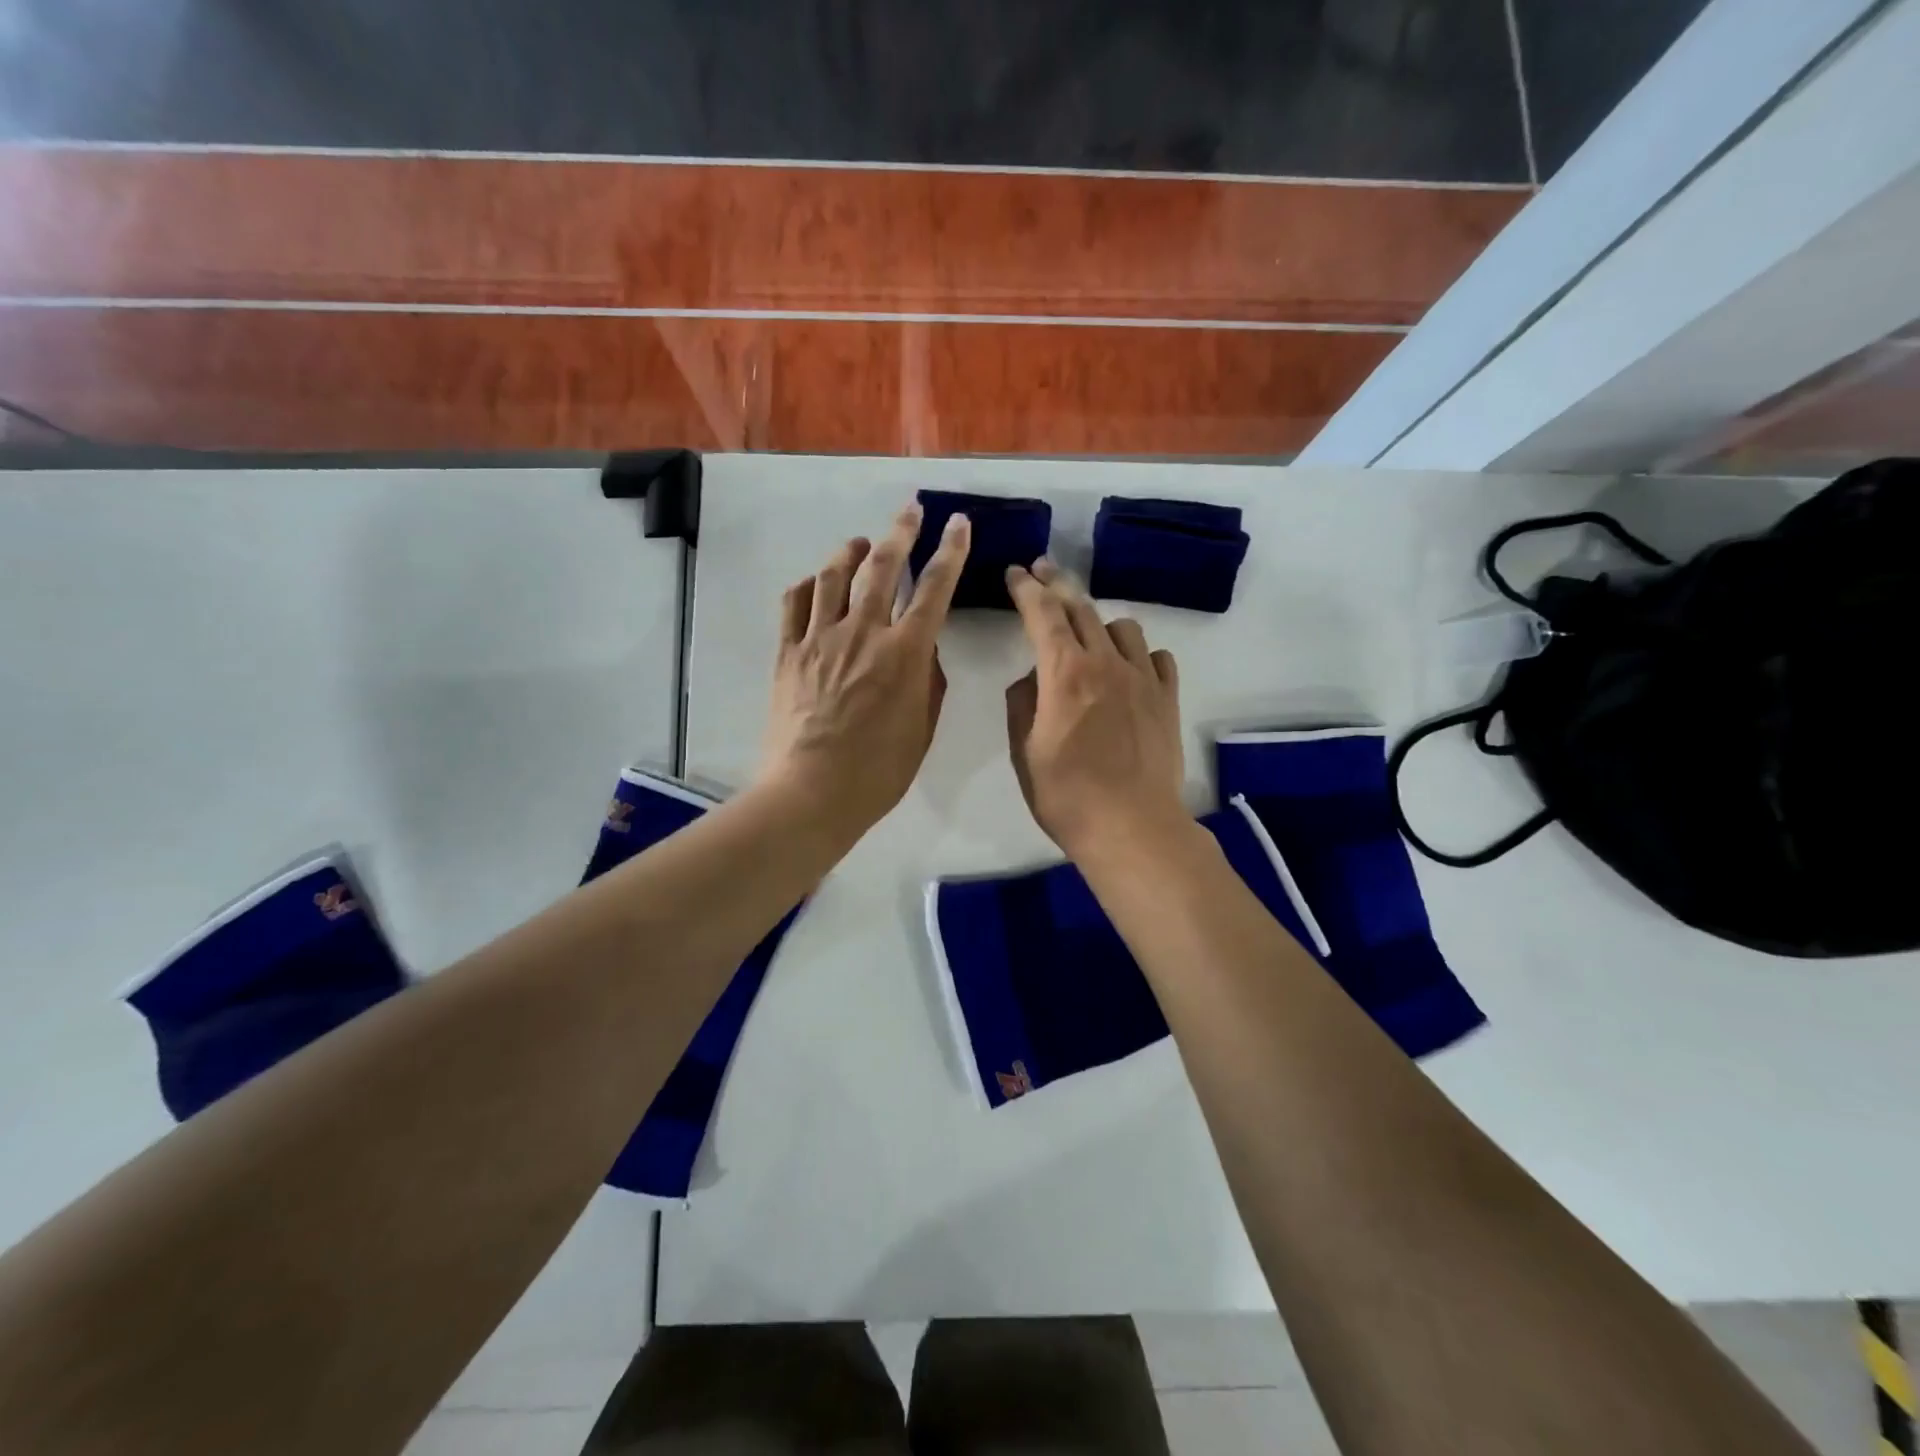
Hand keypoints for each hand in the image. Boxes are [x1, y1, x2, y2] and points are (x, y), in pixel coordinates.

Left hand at [759, 502, 970, 841]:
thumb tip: (921, 650)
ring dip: (851, 552)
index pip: (935, 588)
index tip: (958, 524)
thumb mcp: (922, 729)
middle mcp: (863, 633)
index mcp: (905, 653)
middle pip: (883, 566)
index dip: (951, 551)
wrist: (812, 792)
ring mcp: (819, 639)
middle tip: (910, 510)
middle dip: (901, 531)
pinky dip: (808, 585)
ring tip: (860, 544)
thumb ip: (927, 681)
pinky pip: (794, 604)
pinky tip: (816, 584)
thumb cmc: (878, 772)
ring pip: (834, 576)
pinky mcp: (787, 653)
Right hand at [1004, 559, 1186, 860]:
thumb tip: (1032, 678)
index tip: (1015, 572)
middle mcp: (1105, 663)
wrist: (1132, 828)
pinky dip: (1138, 653)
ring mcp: (1142, 678)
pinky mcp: (1167, 698)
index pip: (1042, 613)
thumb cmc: (1067, 795)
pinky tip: (1129, 669)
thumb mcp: (1024, 752)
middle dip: (1057, 584)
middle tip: (1042, 572)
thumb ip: (1023, 703)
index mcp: (1064, 673)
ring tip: (1088, 635)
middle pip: (1081, 607)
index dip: (1026, 588)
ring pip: (1122, 626)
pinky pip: (1156, 656)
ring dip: (1099, 621)